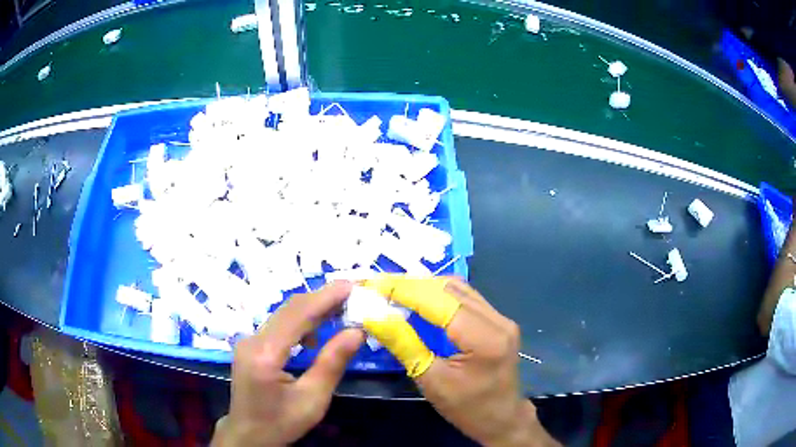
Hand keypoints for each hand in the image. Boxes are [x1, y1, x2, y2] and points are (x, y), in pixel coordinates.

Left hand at [212, 281, 364, 446]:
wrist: (249, 435)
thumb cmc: (281, 422)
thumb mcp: (313, 400)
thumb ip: (332, 363)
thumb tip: (357, 331)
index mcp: (265, 354)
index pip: (298, 315)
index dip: (325, 298)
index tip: (352, 286)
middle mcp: (252, 340)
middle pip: (289, 309)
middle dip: (322, 299)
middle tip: (352, 295)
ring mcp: (249, 341)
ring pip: (283, 314)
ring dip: (312, 309)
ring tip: (341, 310)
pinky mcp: (251, 346)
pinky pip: (278, 325)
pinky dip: (301, 322)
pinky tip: (316, 332)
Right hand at [363, 276, 558, 446]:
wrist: (502, 420)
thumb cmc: (466, 408)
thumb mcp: (431, 381)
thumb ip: (405, 345)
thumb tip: (375, 317)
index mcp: (485, 339)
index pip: (441, 302)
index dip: (407, 290)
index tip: (375, 285)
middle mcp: (498, 321)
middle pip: (451, 290)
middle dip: (414, 285)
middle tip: (381, 287)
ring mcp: (502, 319)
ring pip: (460, 290)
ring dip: (426, 287)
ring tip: (396, 291)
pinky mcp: (499, 322)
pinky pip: (466, 299)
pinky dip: (440, 296)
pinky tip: (420, 301)